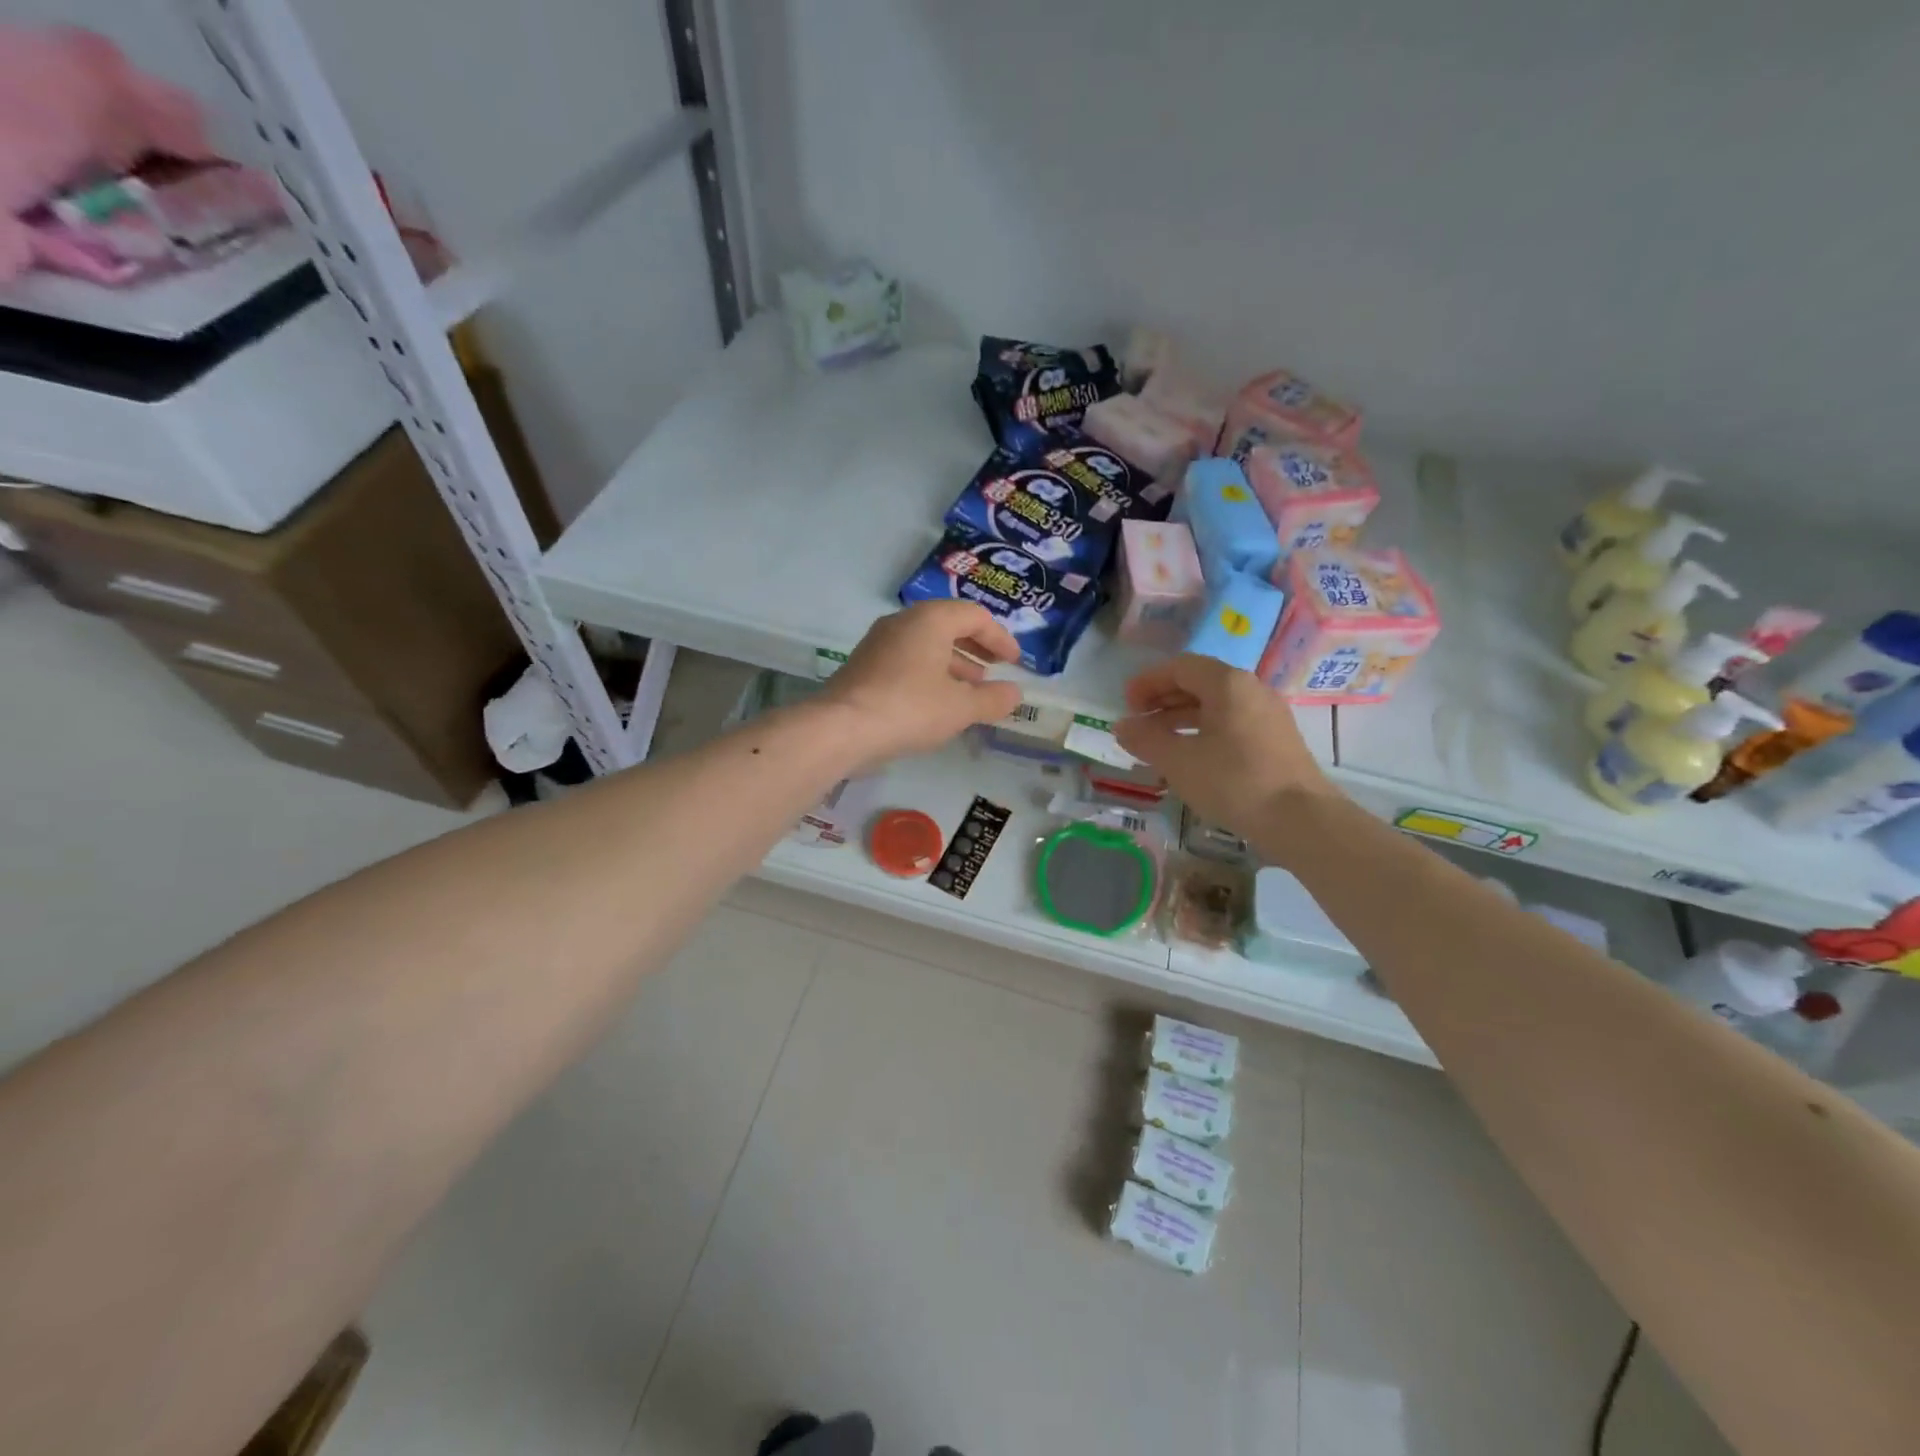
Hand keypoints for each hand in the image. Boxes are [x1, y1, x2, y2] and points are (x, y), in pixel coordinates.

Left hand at [814, 601, 1023, 764]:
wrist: (842, 728)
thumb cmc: (910, 708)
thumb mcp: (961, 707)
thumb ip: (993, 699)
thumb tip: (1015, 693)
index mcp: (930, 619)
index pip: (975, 616)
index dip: (1000, 638)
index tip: (1015, 662)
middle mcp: (903, 622)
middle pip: (949, 626)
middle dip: (976, 649)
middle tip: (996, 671)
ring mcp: (879, 643)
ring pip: (926, 645)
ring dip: (954, 663)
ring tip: (972, 691)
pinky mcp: (865, 666)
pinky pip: (908, 660)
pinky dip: (930, 674)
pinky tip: (938, 702)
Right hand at [1115, 654, 1337, 842]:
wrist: (1300, 819)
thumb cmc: (1234, 782)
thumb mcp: (1179, 762)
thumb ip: (1146, 740)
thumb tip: (1121, 726)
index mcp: (1227, 684)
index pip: (1180, 667)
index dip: (1148, 682)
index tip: (1126, 705)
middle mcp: (1250, 689)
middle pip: (1199, 682)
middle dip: (1163, 699)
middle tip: (1138, 722)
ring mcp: (1267, 714)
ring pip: (1215, 705)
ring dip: (1181, 718)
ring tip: (1157, 742)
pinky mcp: (1275, 739)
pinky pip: (1231, 723)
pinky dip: (1203, 731)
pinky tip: (1189, 757)